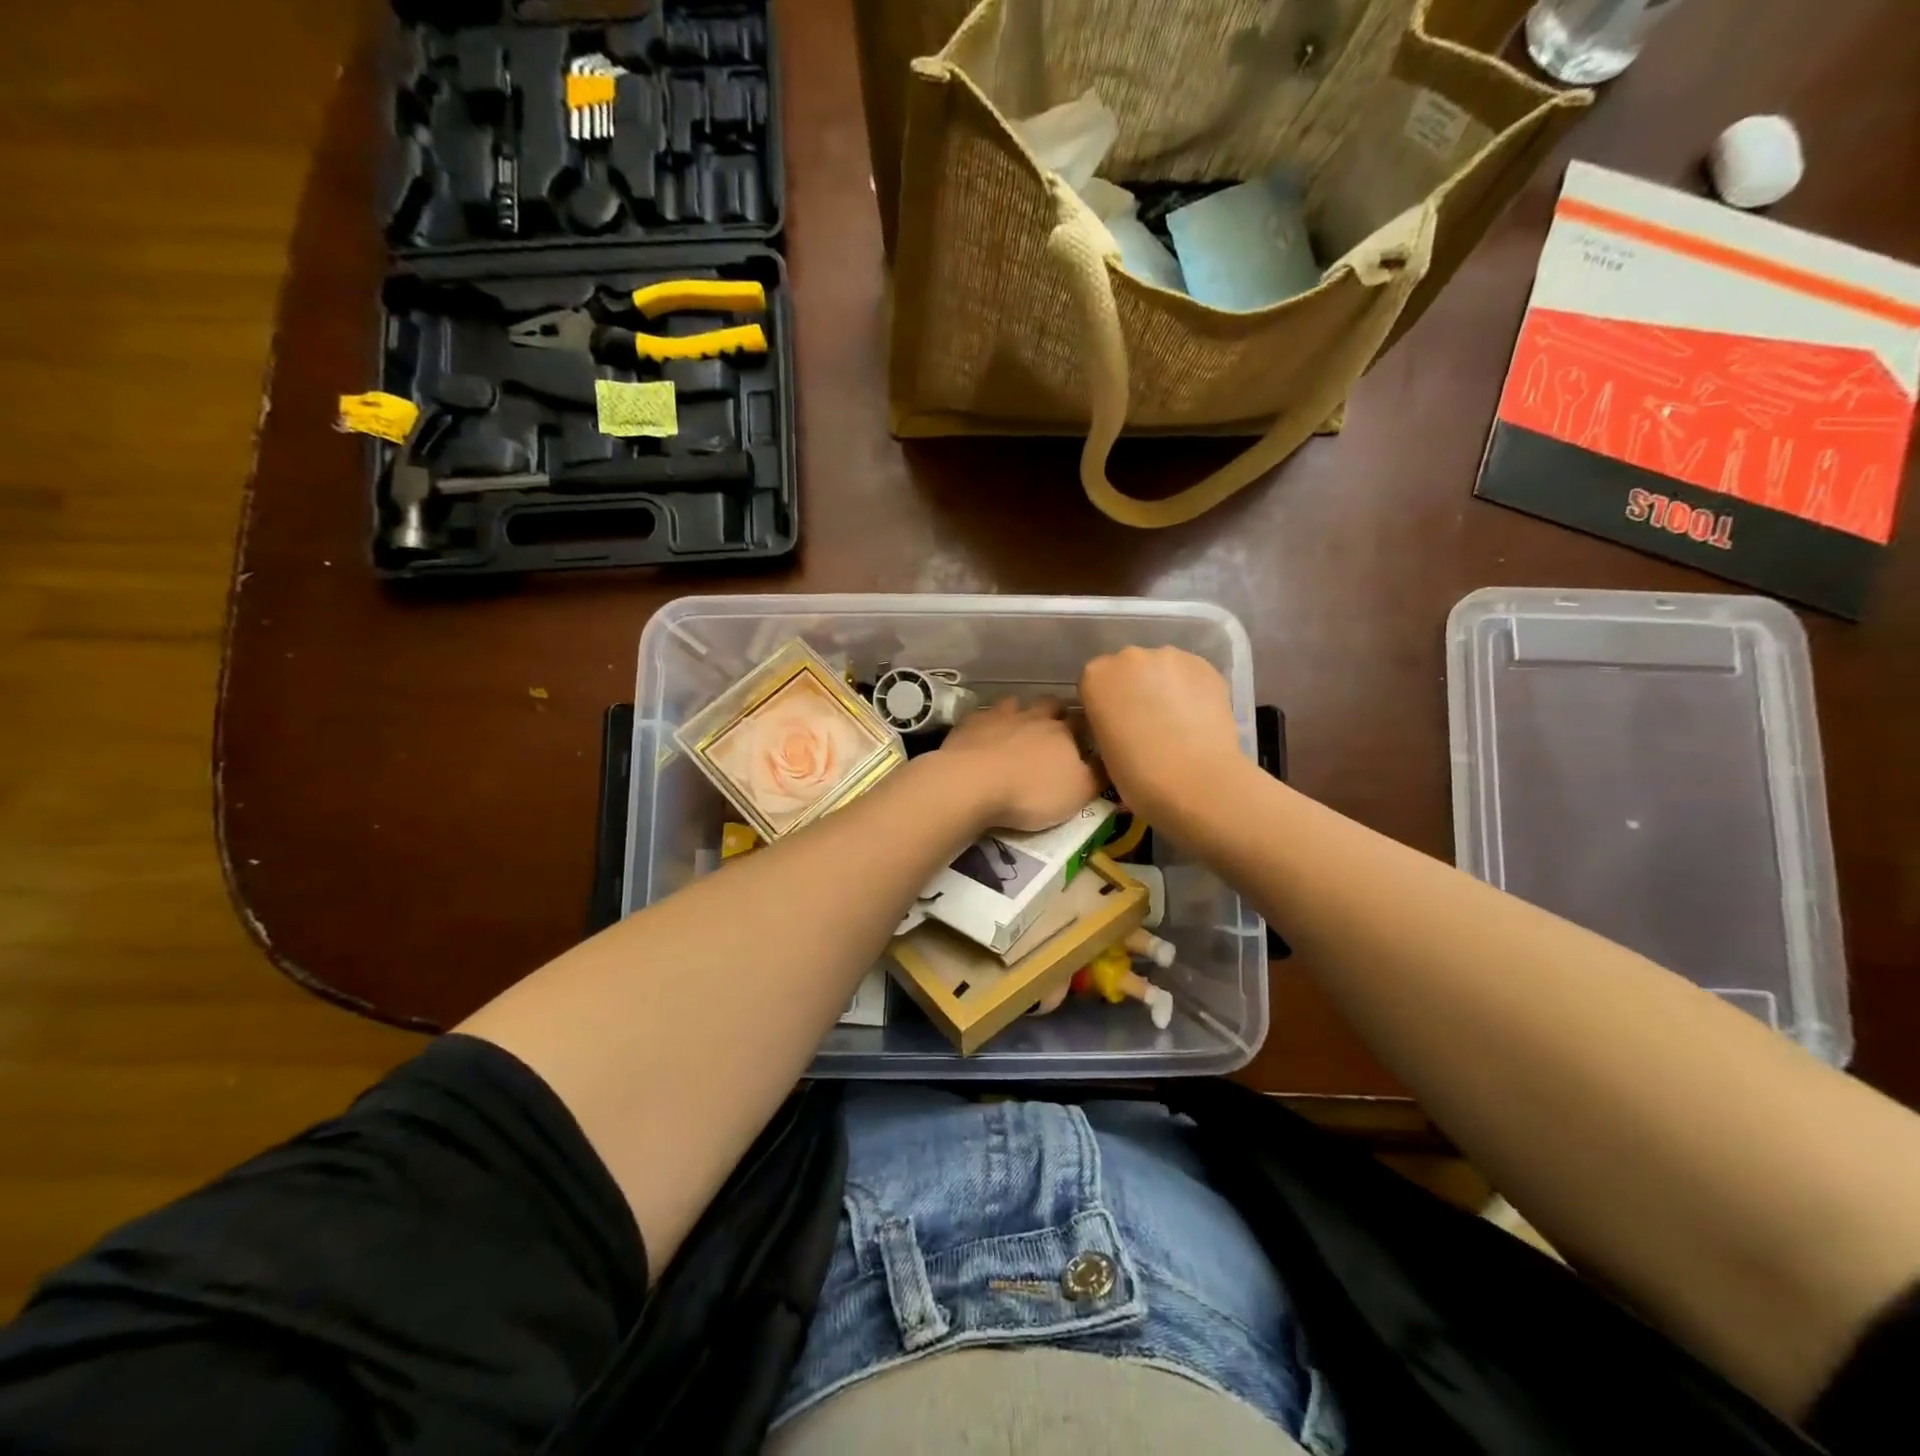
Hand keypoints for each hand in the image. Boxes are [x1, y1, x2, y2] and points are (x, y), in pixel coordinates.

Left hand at [936, 698, 1101, 831]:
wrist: (972, 783)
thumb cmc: (1031, 792)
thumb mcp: (1078, 793)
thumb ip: (1098, 775)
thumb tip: (1111, 760)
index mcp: (1064, 732)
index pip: (1084, 721)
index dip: (1088, 728)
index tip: (1089, 738)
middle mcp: (1034, 716)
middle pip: (1051, 704)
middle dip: (1057, 712)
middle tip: (1056, 728)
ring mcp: (1000, 715)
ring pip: (1017, 703)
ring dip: (1021, 712)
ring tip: (1019, 728)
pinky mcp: (971, 723)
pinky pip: (984, 715)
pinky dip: (989, 722)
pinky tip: (986, 734)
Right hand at [1079, 647, 1244, 825]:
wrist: (1196, 783)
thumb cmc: (1138, 776)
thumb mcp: (1103, 748)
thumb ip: (1107, 720)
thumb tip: (1124, 718)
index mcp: (1096, 676)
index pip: (1095, 683)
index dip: (1106, 704)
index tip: (1117, 725)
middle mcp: (1129, 657)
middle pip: (1128, 668)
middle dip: (1134, 689)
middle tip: (1147, 722)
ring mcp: (1169, 657)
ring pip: (1161, 669)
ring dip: (1164, 687)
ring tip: (1177, 720)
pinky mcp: (1204, 665)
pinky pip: (1190, 674)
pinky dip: (1190, 690)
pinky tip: (1197, 717)